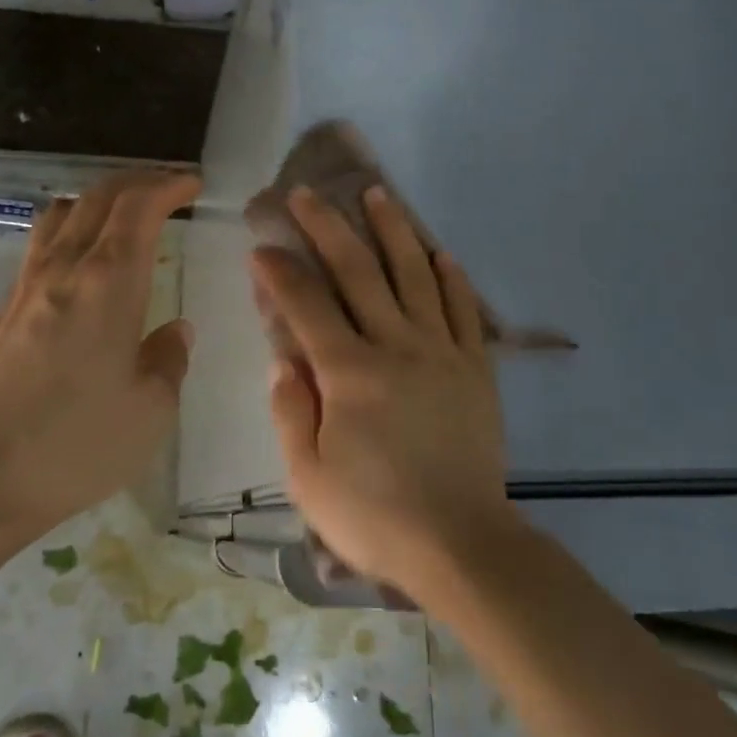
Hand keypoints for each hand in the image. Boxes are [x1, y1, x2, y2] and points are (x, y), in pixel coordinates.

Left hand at [0, 169, 199, 535]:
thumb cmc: (76, 444)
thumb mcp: (150, 411)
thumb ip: (169, 360)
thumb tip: (175, 330)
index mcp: (110, 282)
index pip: (139, 207)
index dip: (168, 185)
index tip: (193, 185)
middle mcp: (66, 268)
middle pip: (99, 196)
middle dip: (138, 181)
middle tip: (169, 189)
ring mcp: (29, 285)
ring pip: (64, 212)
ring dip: (100, 199)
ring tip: (126, 215)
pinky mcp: (5, 309)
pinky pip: (43, 243)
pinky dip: (74, 227)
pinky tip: (85, 260)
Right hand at [251, 185, 517, 594]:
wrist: (461, 543)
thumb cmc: (374, 515)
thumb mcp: (307, 477)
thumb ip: (290, 410)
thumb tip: (281, 358)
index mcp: (349, 373)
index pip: (306, 305)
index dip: (280, 271)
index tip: (261, 246)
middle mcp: (396, 346)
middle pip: (358, 271)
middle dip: (327, 227)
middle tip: (306, 193)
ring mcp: (441, 351)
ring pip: (414, 274)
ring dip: (393, 230)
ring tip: (377, 194)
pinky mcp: (475, 367)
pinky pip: (463, 309)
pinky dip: (450, 276)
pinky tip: (439, 252)